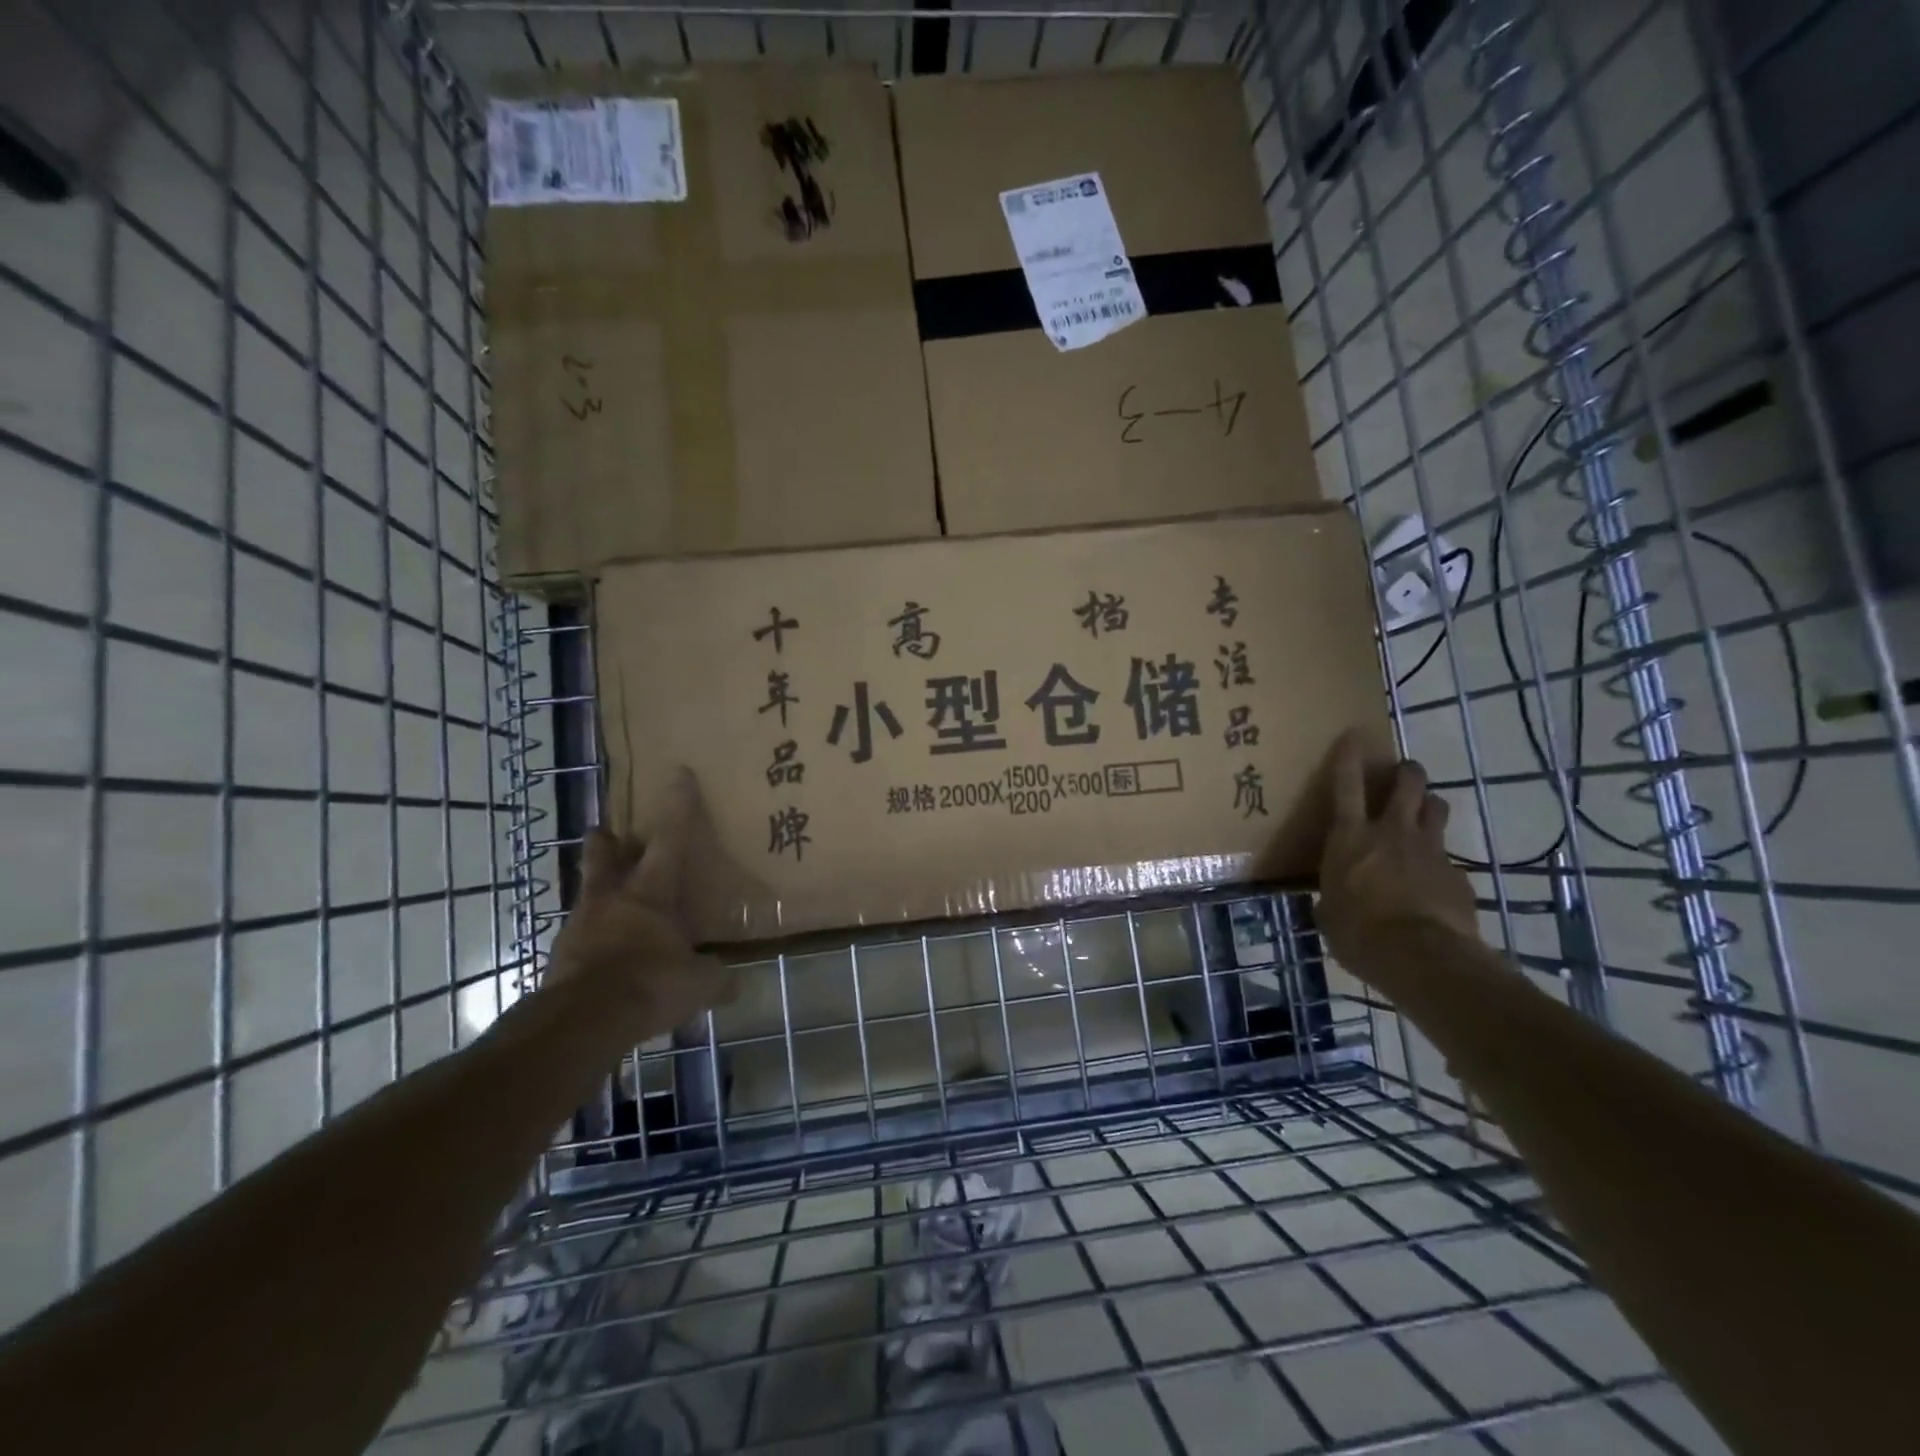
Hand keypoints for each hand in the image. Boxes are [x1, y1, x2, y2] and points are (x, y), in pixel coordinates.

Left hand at [549, 770, 736, 1032]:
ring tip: (612, 904)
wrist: (582, 1023)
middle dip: (608, 841)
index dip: (677, 805)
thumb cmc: (648, 983)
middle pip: (604, 856)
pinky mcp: (561, 958)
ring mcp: (580, 927)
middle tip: (611, 833)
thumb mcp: (697, 983)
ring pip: (589, 895)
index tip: (678, 774)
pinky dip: (594, 939)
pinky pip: (581, 938)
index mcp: (650, 892)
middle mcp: (611, 899)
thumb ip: (715, 977)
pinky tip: (606, 956)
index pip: (670, 838)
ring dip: (599, 893)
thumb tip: (732, 982)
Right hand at [1317, 730, 1480, 969]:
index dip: (1349, 757)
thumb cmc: (1359, 933)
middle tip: (1403, 773)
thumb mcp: (1330, 916)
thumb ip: (1332, 899)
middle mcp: (1391, 832)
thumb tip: (1329, 904)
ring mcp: (1430, 849)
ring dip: (1429, 805)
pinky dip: (1441, 861)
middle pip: (1407, 783)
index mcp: (1350, 838)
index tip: (1353, 735)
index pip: (1346, 785)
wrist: (1422, 957)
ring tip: (1424, 813)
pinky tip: (1436, 881)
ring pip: (1436, 808)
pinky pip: (1449, 856)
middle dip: (1406, 771)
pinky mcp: (1458, 874)